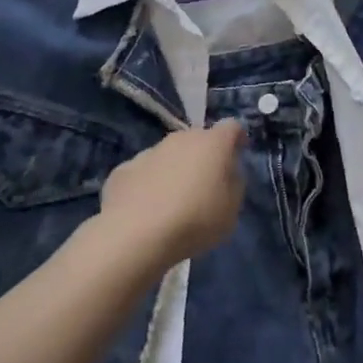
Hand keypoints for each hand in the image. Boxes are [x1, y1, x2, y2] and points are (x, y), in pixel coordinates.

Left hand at [98, 120, 245, 269]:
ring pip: (169, 154)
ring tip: (173, 200)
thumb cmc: (194, 220)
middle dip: (204, 156)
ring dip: (174, 169)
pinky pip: (143, 172)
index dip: (237, 138)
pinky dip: (148, 184)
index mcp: (213, 143)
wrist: (135, 235)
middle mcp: (181, 139)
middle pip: (198, 139)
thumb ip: (234, 184)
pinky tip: (146, 208)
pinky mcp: (123, 170)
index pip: (232, 127)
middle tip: (205, 183)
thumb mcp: (231, 210)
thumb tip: (227, 173)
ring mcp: (149, 152)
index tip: (238, 153)